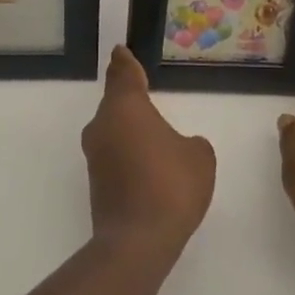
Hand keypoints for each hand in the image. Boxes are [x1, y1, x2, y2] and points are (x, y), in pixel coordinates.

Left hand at [83, 47, 215, 261]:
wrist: (137, 242)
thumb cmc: (171, 185)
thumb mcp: (199, 156)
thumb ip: (190, 143)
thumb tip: (177, 147)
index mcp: (126, 107)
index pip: (123, 73)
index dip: (124, 62)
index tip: (120, 51)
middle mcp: (103, 125)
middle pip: (115, 102)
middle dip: (128, 97)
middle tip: (144, 91)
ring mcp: (95, 155)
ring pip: (112, 130)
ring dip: (129, 129)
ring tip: (152, 134)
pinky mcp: (96, 182)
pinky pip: (114, 155)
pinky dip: (128, 154)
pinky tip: (148, 166)